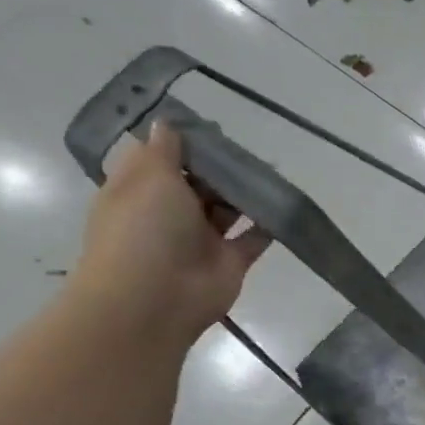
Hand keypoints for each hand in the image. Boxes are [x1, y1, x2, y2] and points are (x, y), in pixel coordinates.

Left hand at [69, 123, 269, 346]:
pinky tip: (285, 201)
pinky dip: (269, 222)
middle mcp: (168, 214)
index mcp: (139, 192)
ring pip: (228, 207)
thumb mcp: (148, 178)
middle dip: (220, 166)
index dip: (182, 143)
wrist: (154, 300)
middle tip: (249, 147)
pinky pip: (254, 237)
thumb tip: (166, 123)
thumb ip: (164, 150)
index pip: (159, 160)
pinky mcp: (230, 261)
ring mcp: (201, 239)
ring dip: (246, 190)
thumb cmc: (143, 231)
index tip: (210, 127)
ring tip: (272, 169)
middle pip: (198, 182)